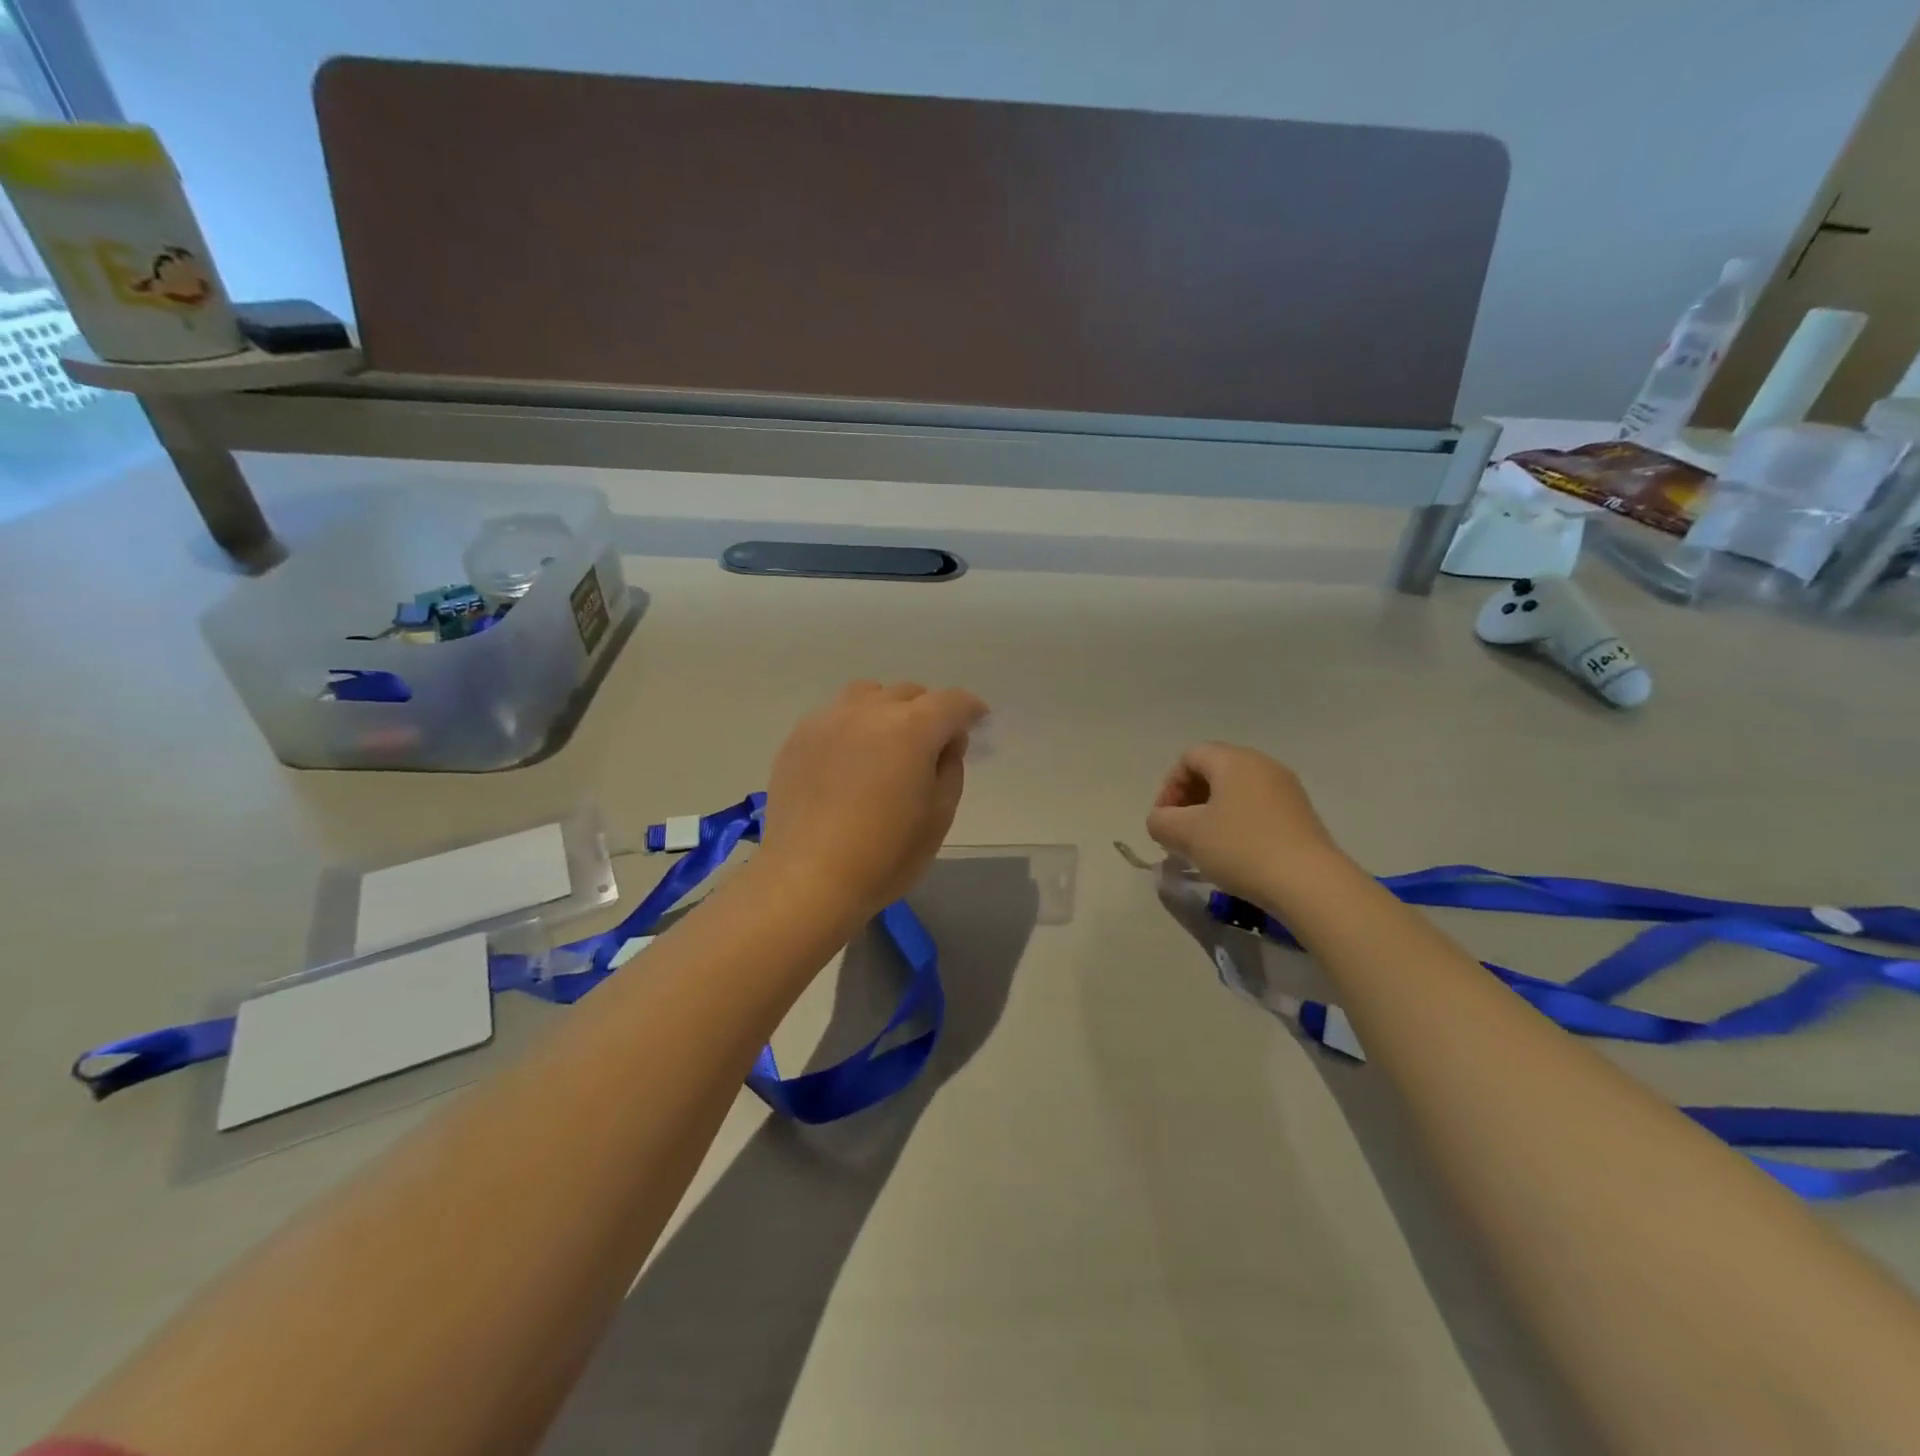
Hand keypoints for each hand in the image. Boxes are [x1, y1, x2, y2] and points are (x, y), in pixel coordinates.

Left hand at [758, 680, 988, 923]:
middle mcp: (869, 710)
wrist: (808, 878)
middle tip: (930, 746)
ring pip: (867, 695)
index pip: (952, 701)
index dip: (970, 710)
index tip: (976, 722)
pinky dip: (852, 726)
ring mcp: (828, 720)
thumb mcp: (939, 816)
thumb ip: (950, 767)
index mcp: (912, 728)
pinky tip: (848, 760)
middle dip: (928, 711)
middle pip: (909, 693)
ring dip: (886, 710)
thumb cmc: (885, 855)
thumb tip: (945, 742)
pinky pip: (834, 716)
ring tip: (885, 744)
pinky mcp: (798, 738)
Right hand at [1146, 742, 1348, 903]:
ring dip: (1213, 814)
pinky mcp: (1302, 815)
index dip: (1169, 786)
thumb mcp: (1186, 835)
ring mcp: (1287, 789)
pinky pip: (1258, 808)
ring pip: (1237, 791)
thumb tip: (1161, 821)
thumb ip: (1160, 822)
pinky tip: (1235, 854)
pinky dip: (1238, 823)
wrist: (1309, 884)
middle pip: (1214, 771)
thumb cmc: (1241, 848)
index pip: (1189, 757)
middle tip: (1180, 833)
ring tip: (1205, 847)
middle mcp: (1263, 765)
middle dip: (1189, 800)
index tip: (1165, 820)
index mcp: (1234, 760)